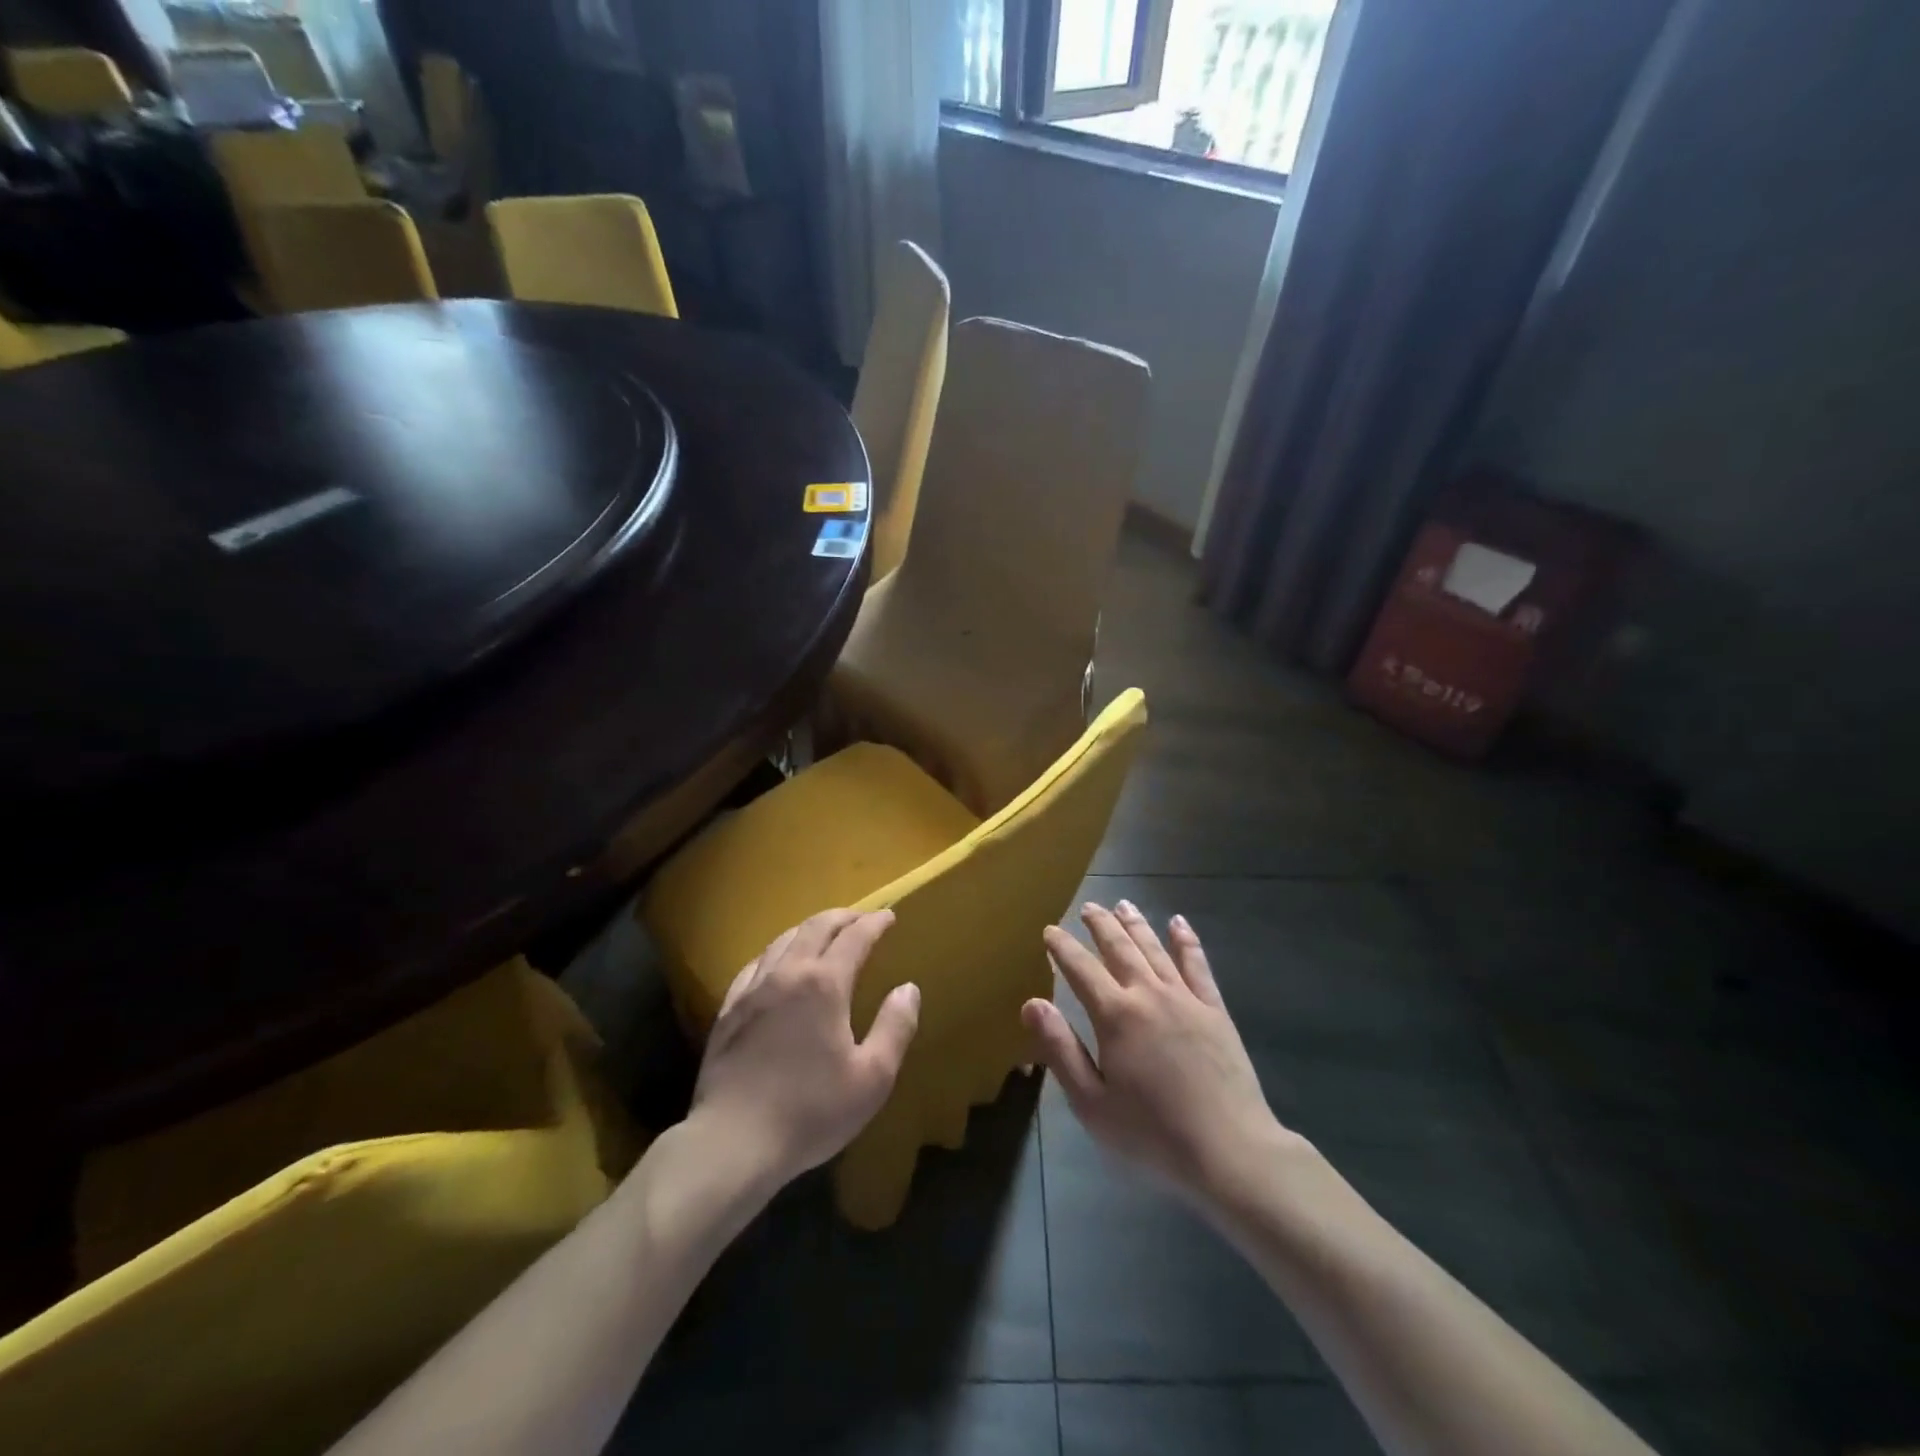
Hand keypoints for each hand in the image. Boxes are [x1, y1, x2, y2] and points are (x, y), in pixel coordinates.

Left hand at [690, 909, 920, 1191]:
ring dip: (808, 929)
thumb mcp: (872, 1077)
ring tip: (823, 932)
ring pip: (783, 940)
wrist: (733, 1142)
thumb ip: (895, 1027)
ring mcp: (753, 990)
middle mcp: (787, 974)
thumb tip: (908, 989)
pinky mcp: (728, 1010)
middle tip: (861, 918)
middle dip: (843, 917)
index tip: (889, 916)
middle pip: (816, 927)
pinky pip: (755, 964)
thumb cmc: (811, 1111)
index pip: (854, 938)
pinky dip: (776, 952)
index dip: (874, 923)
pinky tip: (777, 962)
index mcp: (824, 984)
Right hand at [1025, 902, 1292, 1209]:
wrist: (1229, 1150)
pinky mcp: (1215, 1010)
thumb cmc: (1151, 1133)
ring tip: (1123, 904)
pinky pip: (1198, 964)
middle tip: (1087, 907)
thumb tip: (1031, 1002)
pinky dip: (1186, 941)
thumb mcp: (1091, 1102)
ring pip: (1155, 948)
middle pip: (1119, 948)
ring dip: (1136, 924)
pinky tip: (1178, 923)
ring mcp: (1185, 998)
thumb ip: (1060, 1049)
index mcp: (1115, 1015)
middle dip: (1100, 925)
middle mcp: (1148, 994)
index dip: (1062, 948)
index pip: (1081, 969)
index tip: (1050, 931)